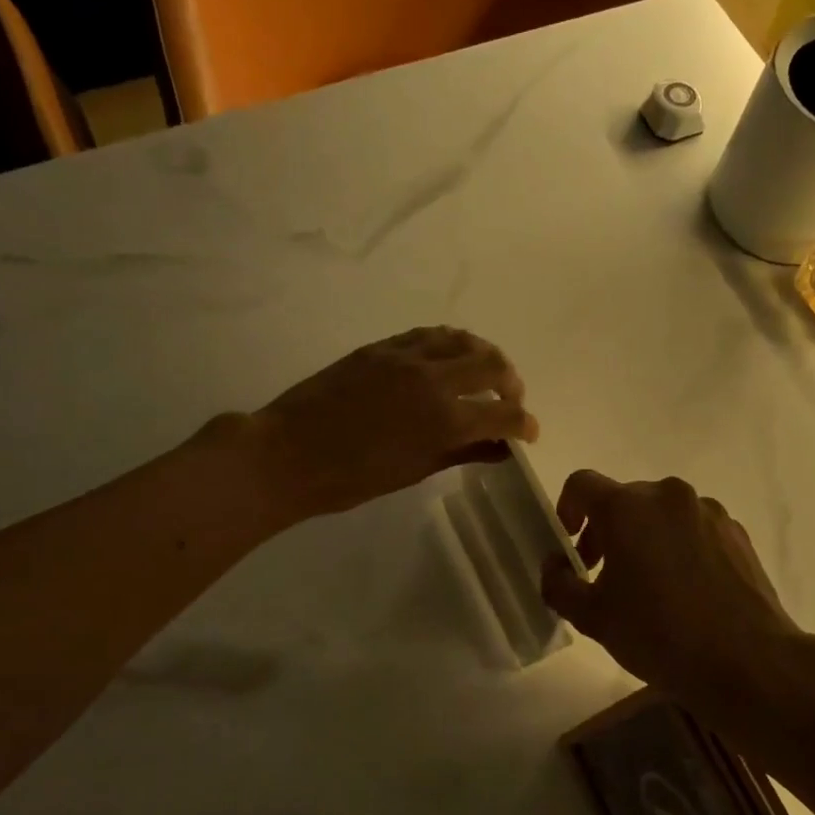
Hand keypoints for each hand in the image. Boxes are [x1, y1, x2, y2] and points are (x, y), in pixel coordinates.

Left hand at [244, 327, 538, 516]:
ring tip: (486, 372)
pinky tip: (450, 357)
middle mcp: (433, 379)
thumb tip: (499, 449)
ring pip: (462, 340)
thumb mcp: (413, 471)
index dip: (524, 424)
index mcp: (444, 419)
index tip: (529, 432)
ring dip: (484, 355)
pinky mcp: (381, 348)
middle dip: (511, 384)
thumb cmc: (350, 479)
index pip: (503, 414)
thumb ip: (461, 453)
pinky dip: (450, 344)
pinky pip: (428, 335)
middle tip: (509, 401)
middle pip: (492, 365)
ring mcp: (405, 357)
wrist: (286, 454)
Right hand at [541, 470, 806, 705]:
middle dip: (605, 531)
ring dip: (644, 538)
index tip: (570, 547)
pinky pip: (694, 529)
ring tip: (649, 587)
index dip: (566, 510)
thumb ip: (558, 583)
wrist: (748, 661)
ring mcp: (708, 511)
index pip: (581, 484)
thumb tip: (554, 565)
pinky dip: (679, 547)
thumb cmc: (659, 634)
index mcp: (627, 507)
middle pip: (623, 500)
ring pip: (661, 514)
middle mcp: (668, 495)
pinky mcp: (736, 532)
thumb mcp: (592, 617)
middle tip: (602, 576)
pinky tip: (686, 591)